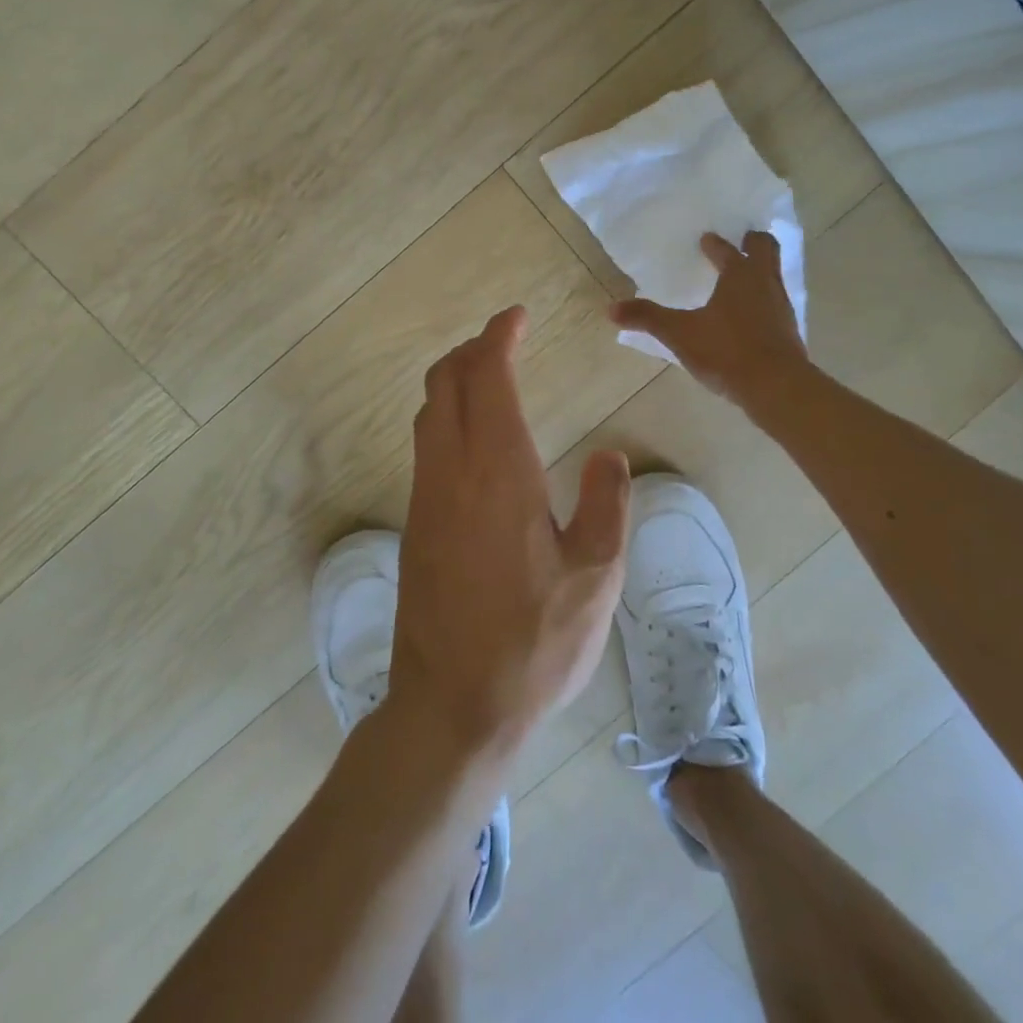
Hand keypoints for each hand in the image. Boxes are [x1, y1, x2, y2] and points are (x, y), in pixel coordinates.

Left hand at [390, 307, 631, 763]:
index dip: (498, 338)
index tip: (516, 317)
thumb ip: (607, 503)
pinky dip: (446, 417)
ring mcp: (425, 498)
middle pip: (446, 383)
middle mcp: (451, 471)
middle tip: (504, 340)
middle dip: (471, 350)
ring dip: (455, 382)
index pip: (487, 377)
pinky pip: (426, 446)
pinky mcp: (415, 525)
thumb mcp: (596, 575)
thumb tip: (608, 454)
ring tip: (489, 378)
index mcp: (498, 470)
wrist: (452, 705)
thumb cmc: (534, 641)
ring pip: (429, 413)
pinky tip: (474, 440)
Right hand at [610, 230, 809, 409]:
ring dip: (760, 271)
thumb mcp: (679, 334)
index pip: (727, 249)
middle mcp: (765, 283)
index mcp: (739, 274)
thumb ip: (647, 318)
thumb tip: (611, 308)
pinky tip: (750, 316)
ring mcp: (782, 306)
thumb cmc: (726, 351)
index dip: (715, 244)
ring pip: (774, 276)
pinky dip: (764, 300)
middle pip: (766, 249)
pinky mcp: (789, 331)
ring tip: (743, 277)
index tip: (706, 239)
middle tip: (742, 240)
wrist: (776, 387)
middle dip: (753, 242)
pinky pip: (776, 303)